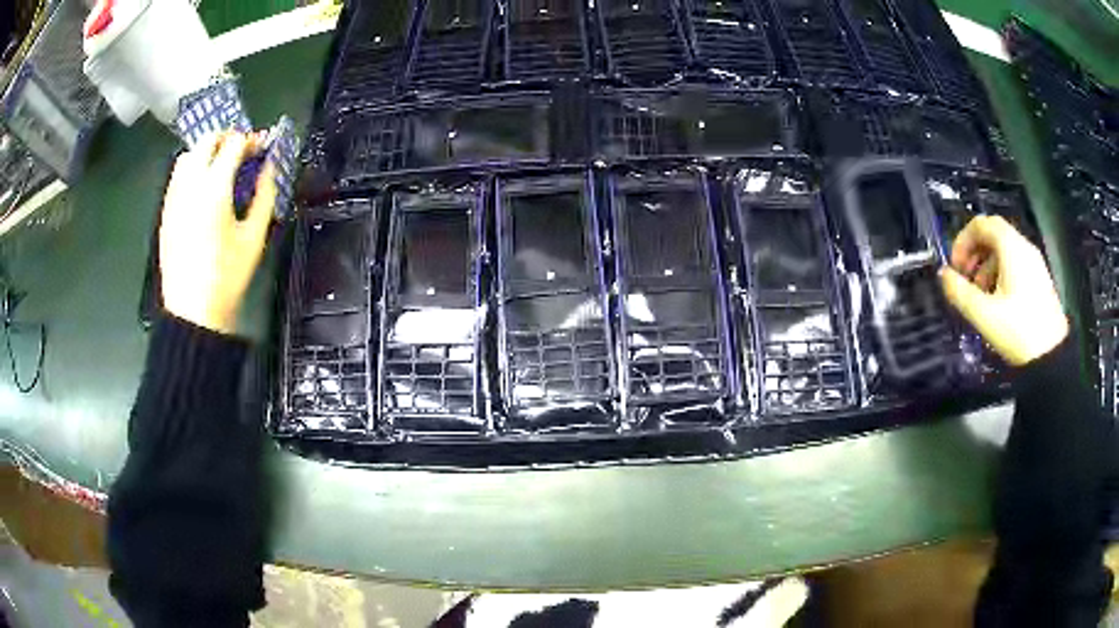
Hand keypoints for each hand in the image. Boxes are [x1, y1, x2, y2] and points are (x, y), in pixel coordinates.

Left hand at [160, 132, 276, 334]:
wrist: (192, 311)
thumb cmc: (226, 277)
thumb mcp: (254, 236)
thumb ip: (265, 195)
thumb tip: (269, 169)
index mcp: (214, 188)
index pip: (234, 144)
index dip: (251, 140)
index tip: (262, 147)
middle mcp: (190, 185)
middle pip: (207, 140)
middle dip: (227, 138)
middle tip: (241, 150)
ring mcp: (174, 197)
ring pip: (188, 154)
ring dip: (207, 151)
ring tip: (220, 166)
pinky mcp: (166, 211)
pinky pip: (177, 176)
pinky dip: (192, 169)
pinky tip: (201, 187)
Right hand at [939, 215, 1068, 365]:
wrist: (1052, 356)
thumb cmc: (1018, 331)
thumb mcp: (984, 315)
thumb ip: (960, 293)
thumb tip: (943, 275)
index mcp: (1011, 247)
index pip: (982, 224)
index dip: (963, 240)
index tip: (955, 267)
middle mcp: (1024, 247)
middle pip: (993, 235)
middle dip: (974, 253)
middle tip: (964, 279)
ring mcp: (1034, 263)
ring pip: (1004, 250)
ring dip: (986, 265)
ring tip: (980, 295)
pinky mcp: (1039, 279)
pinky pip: (1015, 264)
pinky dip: (1000, 274)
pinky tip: (997, 301)